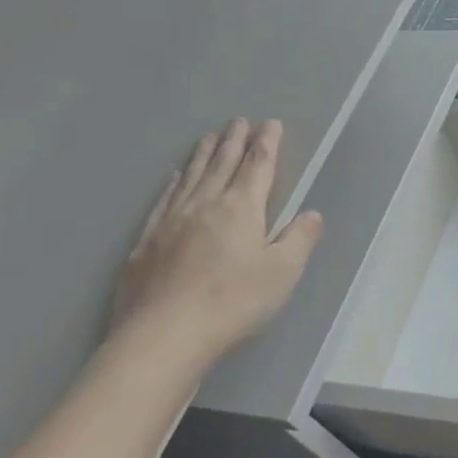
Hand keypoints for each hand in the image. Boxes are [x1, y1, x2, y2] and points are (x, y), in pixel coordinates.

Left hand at [108, 118, 322, 369]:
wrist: (163, 336)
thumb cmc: (233, 302)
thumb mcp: (282, 272)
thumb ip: (299, 239)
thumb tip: (311, 214)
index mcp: (241, 208)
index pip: (258, 166)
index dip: (267, 144)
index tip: (271, 124)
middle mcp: (205, 205)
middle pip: (222, 165)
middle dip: (234, 141)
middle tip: (239, 120)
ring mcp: (170, 222)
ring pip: (191, 178)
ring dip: (203, 155)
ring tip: (209, 137)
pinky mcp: (145, 243)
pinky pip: (164, 200)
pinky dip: (174, 183)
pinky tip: (175, 178)